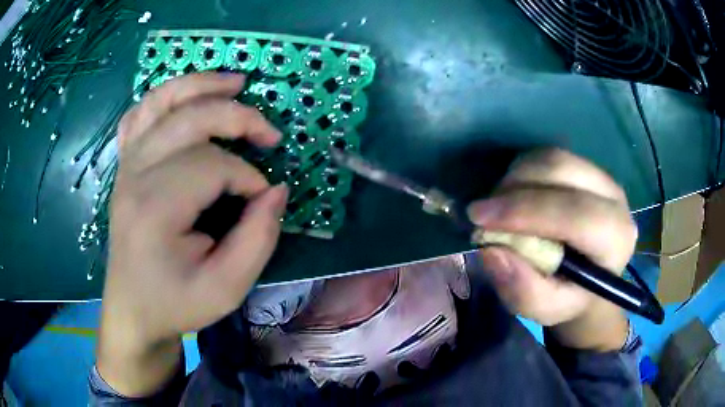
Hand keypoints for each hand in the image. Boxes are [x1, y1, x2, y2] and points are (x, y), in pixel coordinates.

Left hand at [97, 73, 287, 394]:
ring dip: (200, 84)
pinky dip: (163, 98)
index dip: (247, 177)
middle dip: (237, 117)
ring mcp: (126, 167)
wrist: (133, 311)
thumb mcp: (227, 288)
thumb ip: (258, 239)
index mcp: (155, 209)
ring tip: (235, 81)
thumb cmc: (176, 304)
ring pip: (160, 102)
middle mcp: (135, 176)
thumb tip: (276, 191)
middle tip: (270, 134)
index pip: (212, 166)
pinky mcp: (124, 168)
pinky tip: (184, 97)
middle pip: (189, 120)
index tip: (261, 200)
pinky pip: (138, 116)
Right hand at [467, 149, 636, 350]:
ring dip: (516, 177)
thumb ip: (524, 290)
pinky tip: (514, 195)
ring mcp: (602, 176)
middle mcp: (615, 198)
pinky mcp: (587, 167)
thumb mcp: (545, 309)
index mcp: (615, 239)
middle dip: (515, 187)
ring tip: (498, 206)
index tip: (479, 218)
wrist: (591, 278)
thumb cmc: (570, 297)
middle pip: (561, 171)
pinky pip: (549, 156)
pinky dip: (523, 171)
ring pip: (552, 158)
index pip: (575, 213)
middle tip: (482, 212)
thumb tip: (491, 251)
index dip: (526, 211)